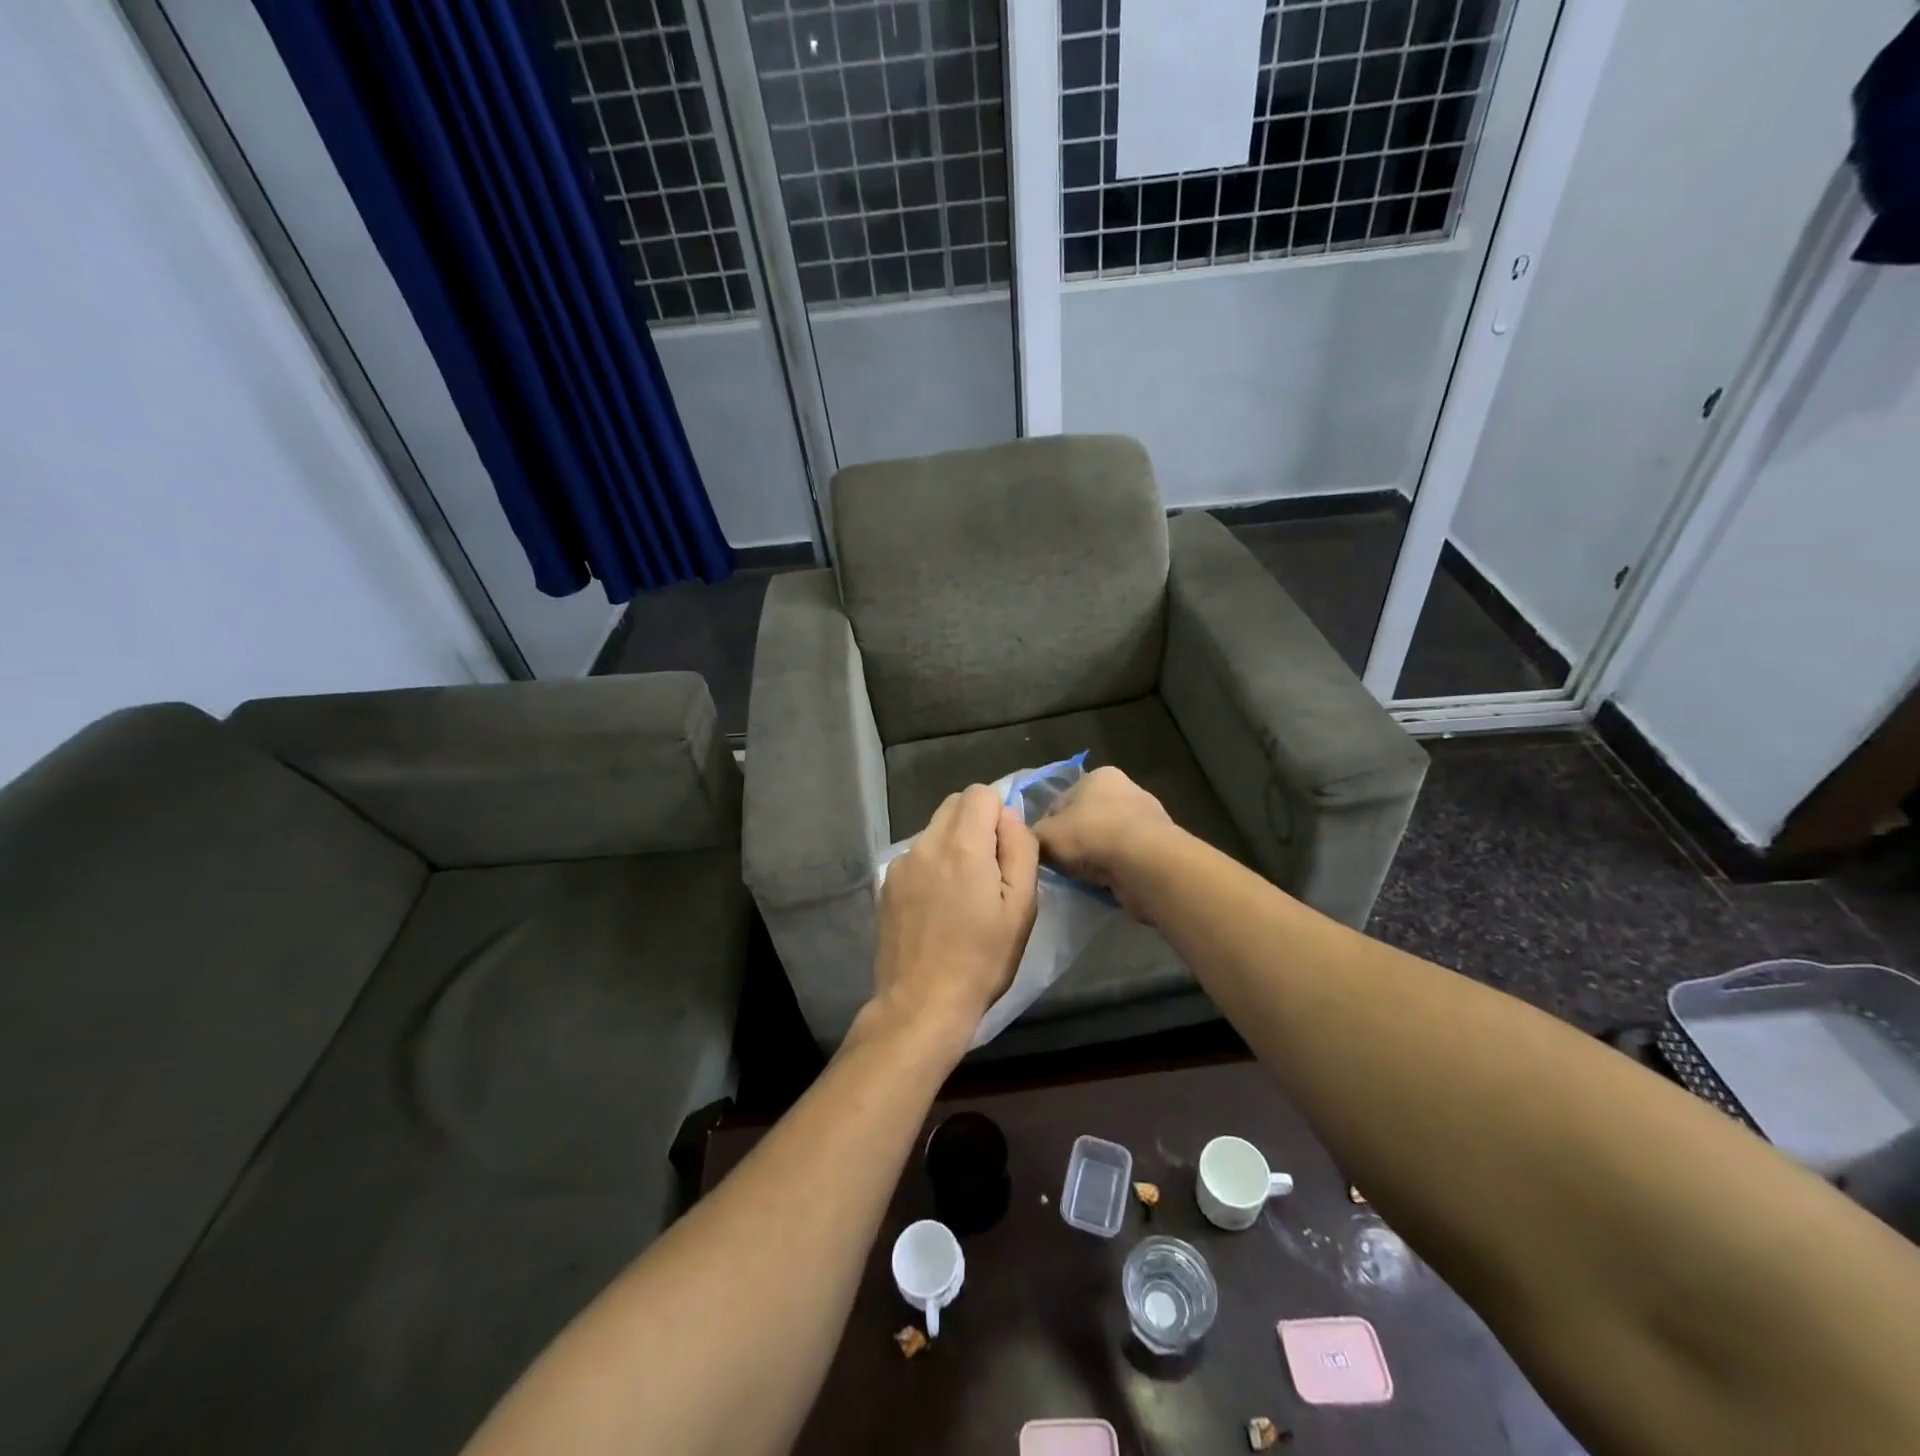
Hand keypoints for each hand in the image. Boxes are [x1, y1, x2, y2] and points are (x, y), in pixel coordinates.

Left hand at [866, 785, 1039, 1055]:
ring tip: (962, 894)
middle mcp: (926, 842)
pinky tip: (937, 906)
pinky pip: (917, 856)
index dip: (999, 814)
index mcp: (963, 844)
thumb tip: (1008, 816)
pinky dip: (932, 866)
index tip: (1005, 852)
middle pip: (954, 805)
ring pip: (935, 830)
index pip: (981, 793)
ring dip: (953, 845)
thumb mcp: (1022, 906)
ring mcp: (901, 863)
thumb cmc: (982, 959)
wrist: (922, 1004)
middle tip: (988, 871)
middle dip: (976, 823)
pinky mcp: (886, 884)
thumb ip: (1020, 848)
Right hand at [1032, 767, 1175, 922]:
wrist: (1145, 863)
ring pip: (1106, 840)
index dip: (1047, 828)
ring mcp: (1146, 818)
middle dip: (1074, 842)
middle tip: (1062, 866)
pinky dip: (1115, 869)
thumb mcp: (1046, 835)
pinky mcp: (1159, 846)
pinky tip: (1106, 883)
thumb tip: (1031, 841)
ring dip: (1096, 857)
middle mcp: (1125, 789)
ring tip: (1084, 878)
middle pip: (1085, 820)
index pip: (1060, 803)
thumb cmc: (1092, 836)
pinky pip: (1126, 858)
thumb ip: (1033, 835)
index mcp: (1098, 776)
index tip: (1043, 851)